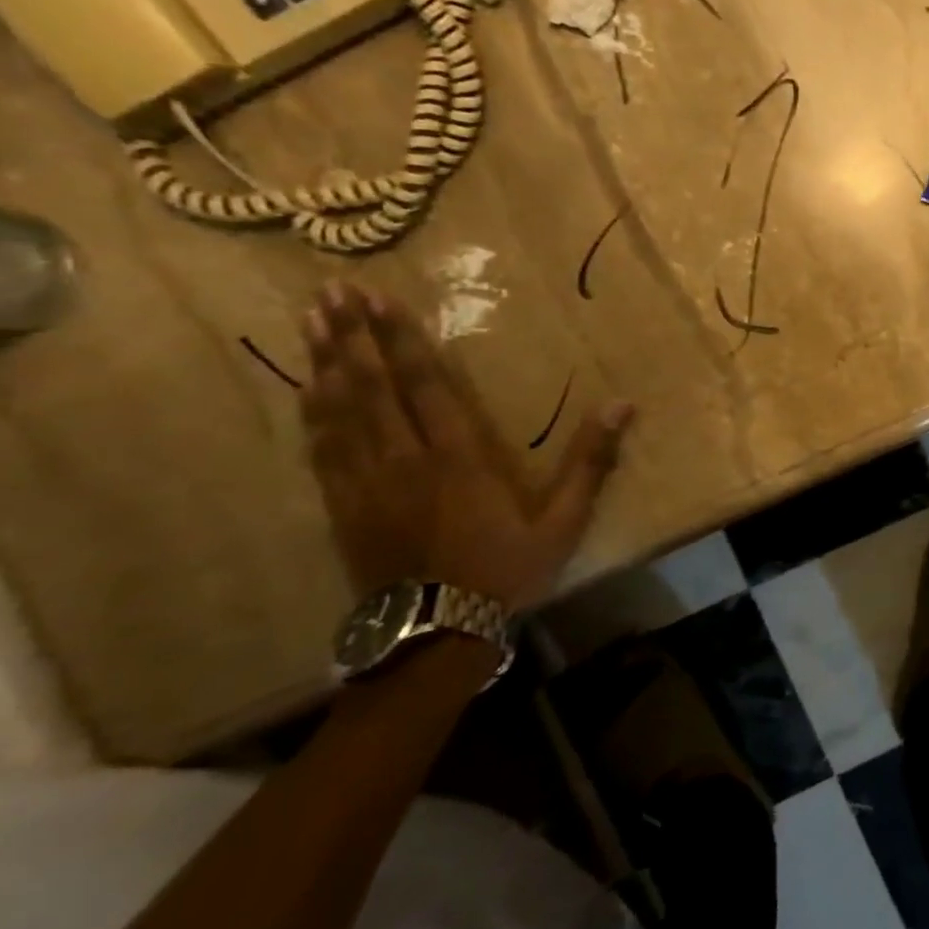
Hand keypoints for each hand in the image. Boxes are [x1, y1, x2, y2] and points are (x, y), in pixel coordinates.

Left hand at [301, 283, 632, 609]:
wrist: (436, 636)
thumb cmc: (506, 572)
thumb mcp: (564, 521)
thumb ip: (591, 462)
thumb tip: (623, 406)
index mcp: (458, 459)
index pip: (426, 387)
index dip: (403, 341)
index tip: (379, 301)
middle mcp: (405, 460)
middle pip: (372, 388)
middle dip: (352, 336)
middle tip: (330, 291)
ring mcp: (367, 484)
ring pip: (339, 412)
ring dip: (326, 362)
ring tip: (310, 320)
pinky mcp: (344, 507)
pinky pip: (322, 450)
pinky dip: (313, 413)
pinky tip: (306, 388)